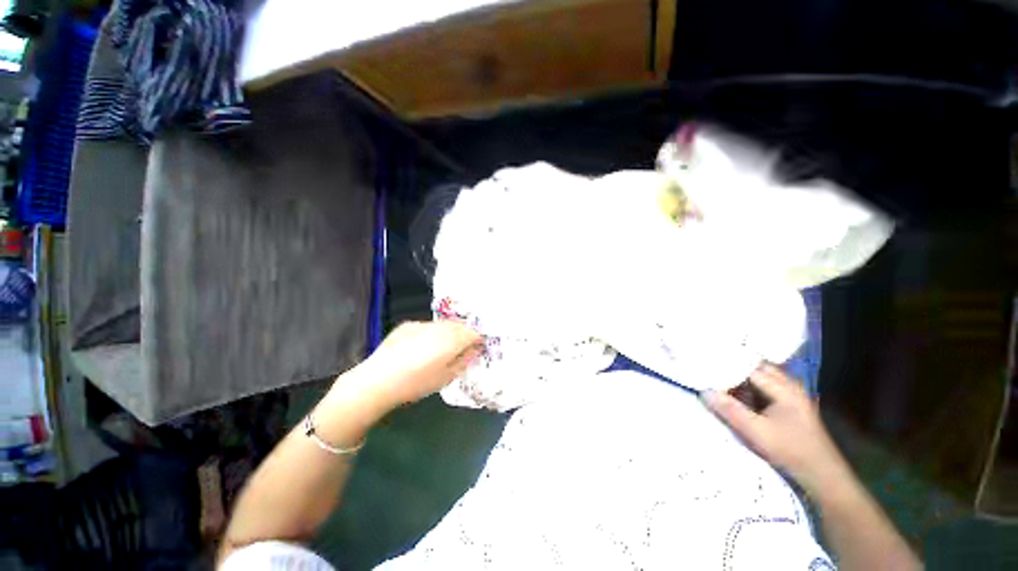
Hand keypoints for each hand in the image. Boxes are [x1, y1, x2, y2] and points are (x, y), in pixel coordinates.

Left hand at [348, 321, 482, 413]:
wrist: (379, 380)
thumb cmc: (417, 383)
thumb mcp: (446, 377)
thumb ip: (464, 361)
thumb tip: (475, 350)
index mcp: (453, 339)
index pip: (473, 332)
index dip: (477, 340)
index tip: (476, 349)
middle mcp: (440, 327)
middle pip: (460, 325)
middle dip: (464, 335)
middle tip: (460, 350)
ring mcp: (423, 324)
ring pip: (444, 324)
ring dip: (448, 333)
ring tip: (440, 349)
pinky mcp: (408, 325)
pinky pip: (427, 326)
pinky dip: (431, 333)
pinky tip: (420, 348)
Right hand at [703, 363, 848, 490]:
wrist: (822, 476)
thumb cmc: (790, 451)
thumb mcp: (756, 432)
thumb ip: (730, 410)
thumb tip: (704, 391)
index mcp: (784, 387)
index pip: (749, 366)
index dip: (726, 364)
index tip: (706, 363)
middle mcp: (789, 385)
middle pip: (755, 368)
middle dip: (732, 367)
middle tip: (709, 367)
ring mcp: (791, 395)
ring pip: (760, 377)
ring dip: (740, 377)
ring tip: (717, 377)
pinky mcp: (789, 405)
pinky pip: (765, 387)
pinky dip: (748, 386)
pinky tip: (736, 392)